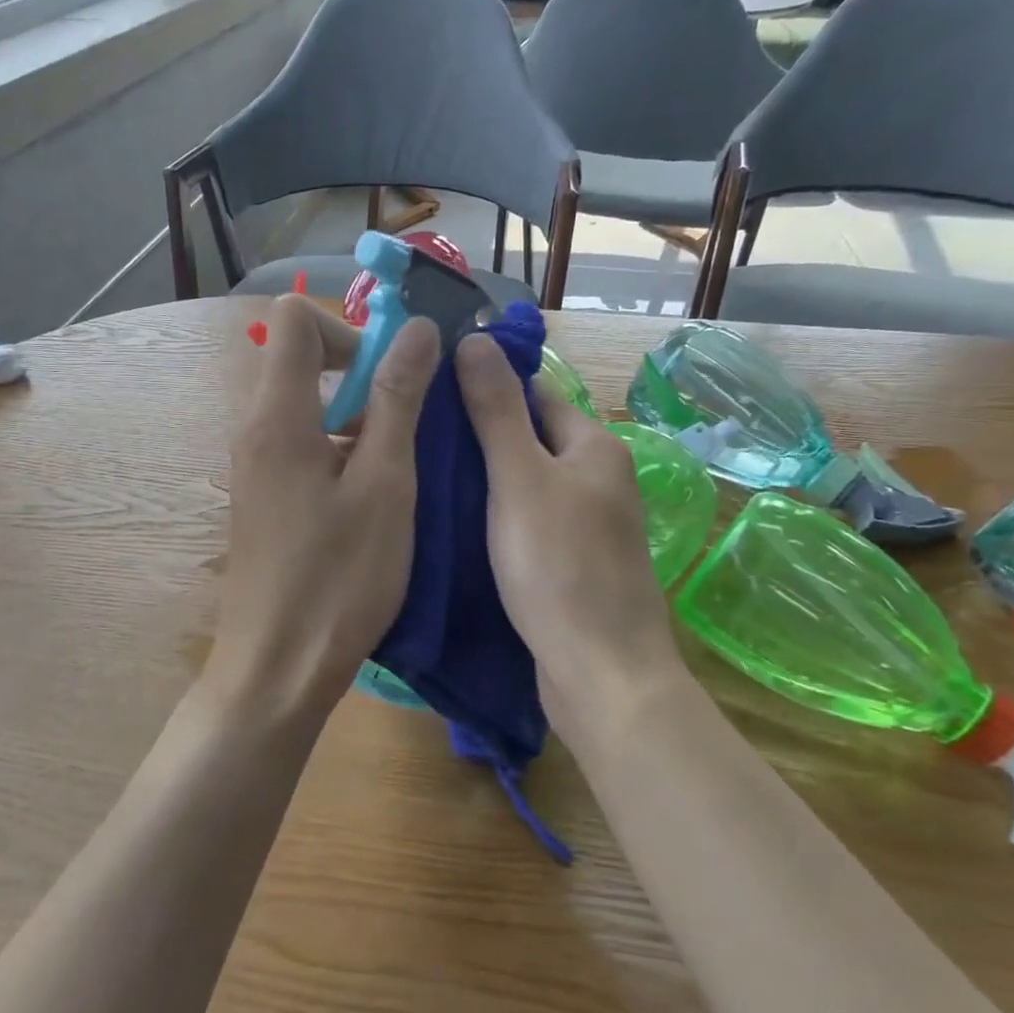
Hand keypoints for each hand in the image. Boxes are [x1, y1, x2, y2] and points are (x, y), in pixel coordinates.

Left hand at [207, 295, 440, 719]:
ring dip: (359, 418)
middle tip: (410, 424)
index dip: (348, 329)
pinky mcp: (265, 498)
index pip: (294, 319)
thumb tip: (415, 329)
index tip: (390, 374)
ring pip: (308, 407)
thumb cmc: (338, 579)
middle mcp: (255, 430)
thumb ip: (398, 400)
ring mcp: (256, 467)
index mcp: (277, 416)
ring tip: (401, 470)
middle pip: (303, 361)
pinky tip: (375, 500)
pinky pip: (303, 446)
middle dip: (363, 375)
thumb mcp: (384, 485)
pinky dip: (342, 451)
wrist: (276, 669)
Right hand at [455, 333, 690, 741]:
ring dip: (481, 480)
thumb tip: (475, 340)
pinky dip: (493, 518)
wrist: (600, 672)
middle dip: (477, 436)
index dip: (484, 387)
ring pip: (524, 485)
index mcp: (594, 447)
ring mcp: (586, 524)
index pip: (533, 394)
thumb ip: (496, 411)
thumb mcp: (519, 478)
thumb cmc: (558, 566)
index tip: (428, 392)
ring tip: (421, 477)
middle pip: (528, 439)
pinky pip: (526, 523)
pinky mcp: (571, 563)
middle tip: (413, 438)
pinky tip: (452, 525)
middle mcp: (597, 479)